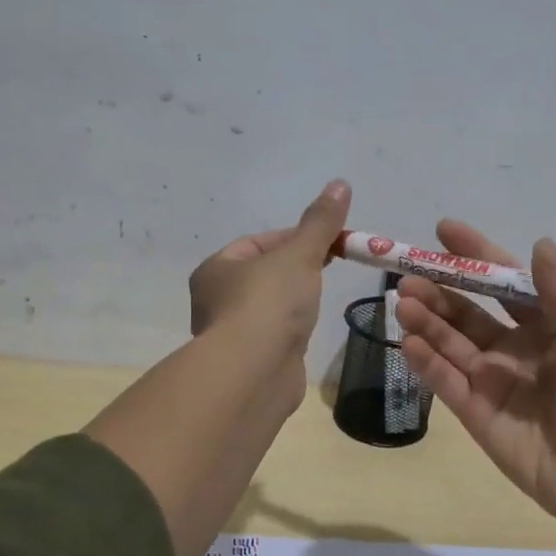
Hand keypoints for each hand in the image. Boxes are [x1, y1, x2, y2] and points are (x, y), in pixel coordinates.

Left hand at [189, 179, 350, 357]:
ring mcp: (232, 334)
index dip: (295, 237)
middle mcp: (215, 300)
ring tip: (318, 300)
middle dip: (296, 268)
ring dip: (292, 300)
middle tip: (329, 266)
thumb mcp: (299, 254)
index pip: (258, 242)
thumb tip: (340, 183)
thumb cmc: (269, 304)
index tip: (329, 241)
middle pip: (264, 273)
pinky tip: (306, 330)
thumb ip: (320, 223)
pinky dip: (291, 329)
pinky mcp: (250, 362)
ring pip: (268, 306)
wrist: (254, 373)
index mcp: (216, 269)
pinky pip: (274, 334)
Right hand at [395, 220, 555, 528]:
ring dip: (426, 319)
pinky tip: (409, 342)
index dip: (476, 254)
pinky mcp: (473, 409)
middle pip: (467, 309)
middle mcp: (514, 344)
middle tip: (409, 275)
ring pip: (449, 341)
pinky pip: (444, 379)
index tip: (443, 230)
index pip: (505, 281)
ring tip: (404, 302)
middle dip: (438, 289)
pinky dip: (425, 360)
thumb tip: (540, 244)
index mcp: (547, 323)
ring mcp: (490, 377)